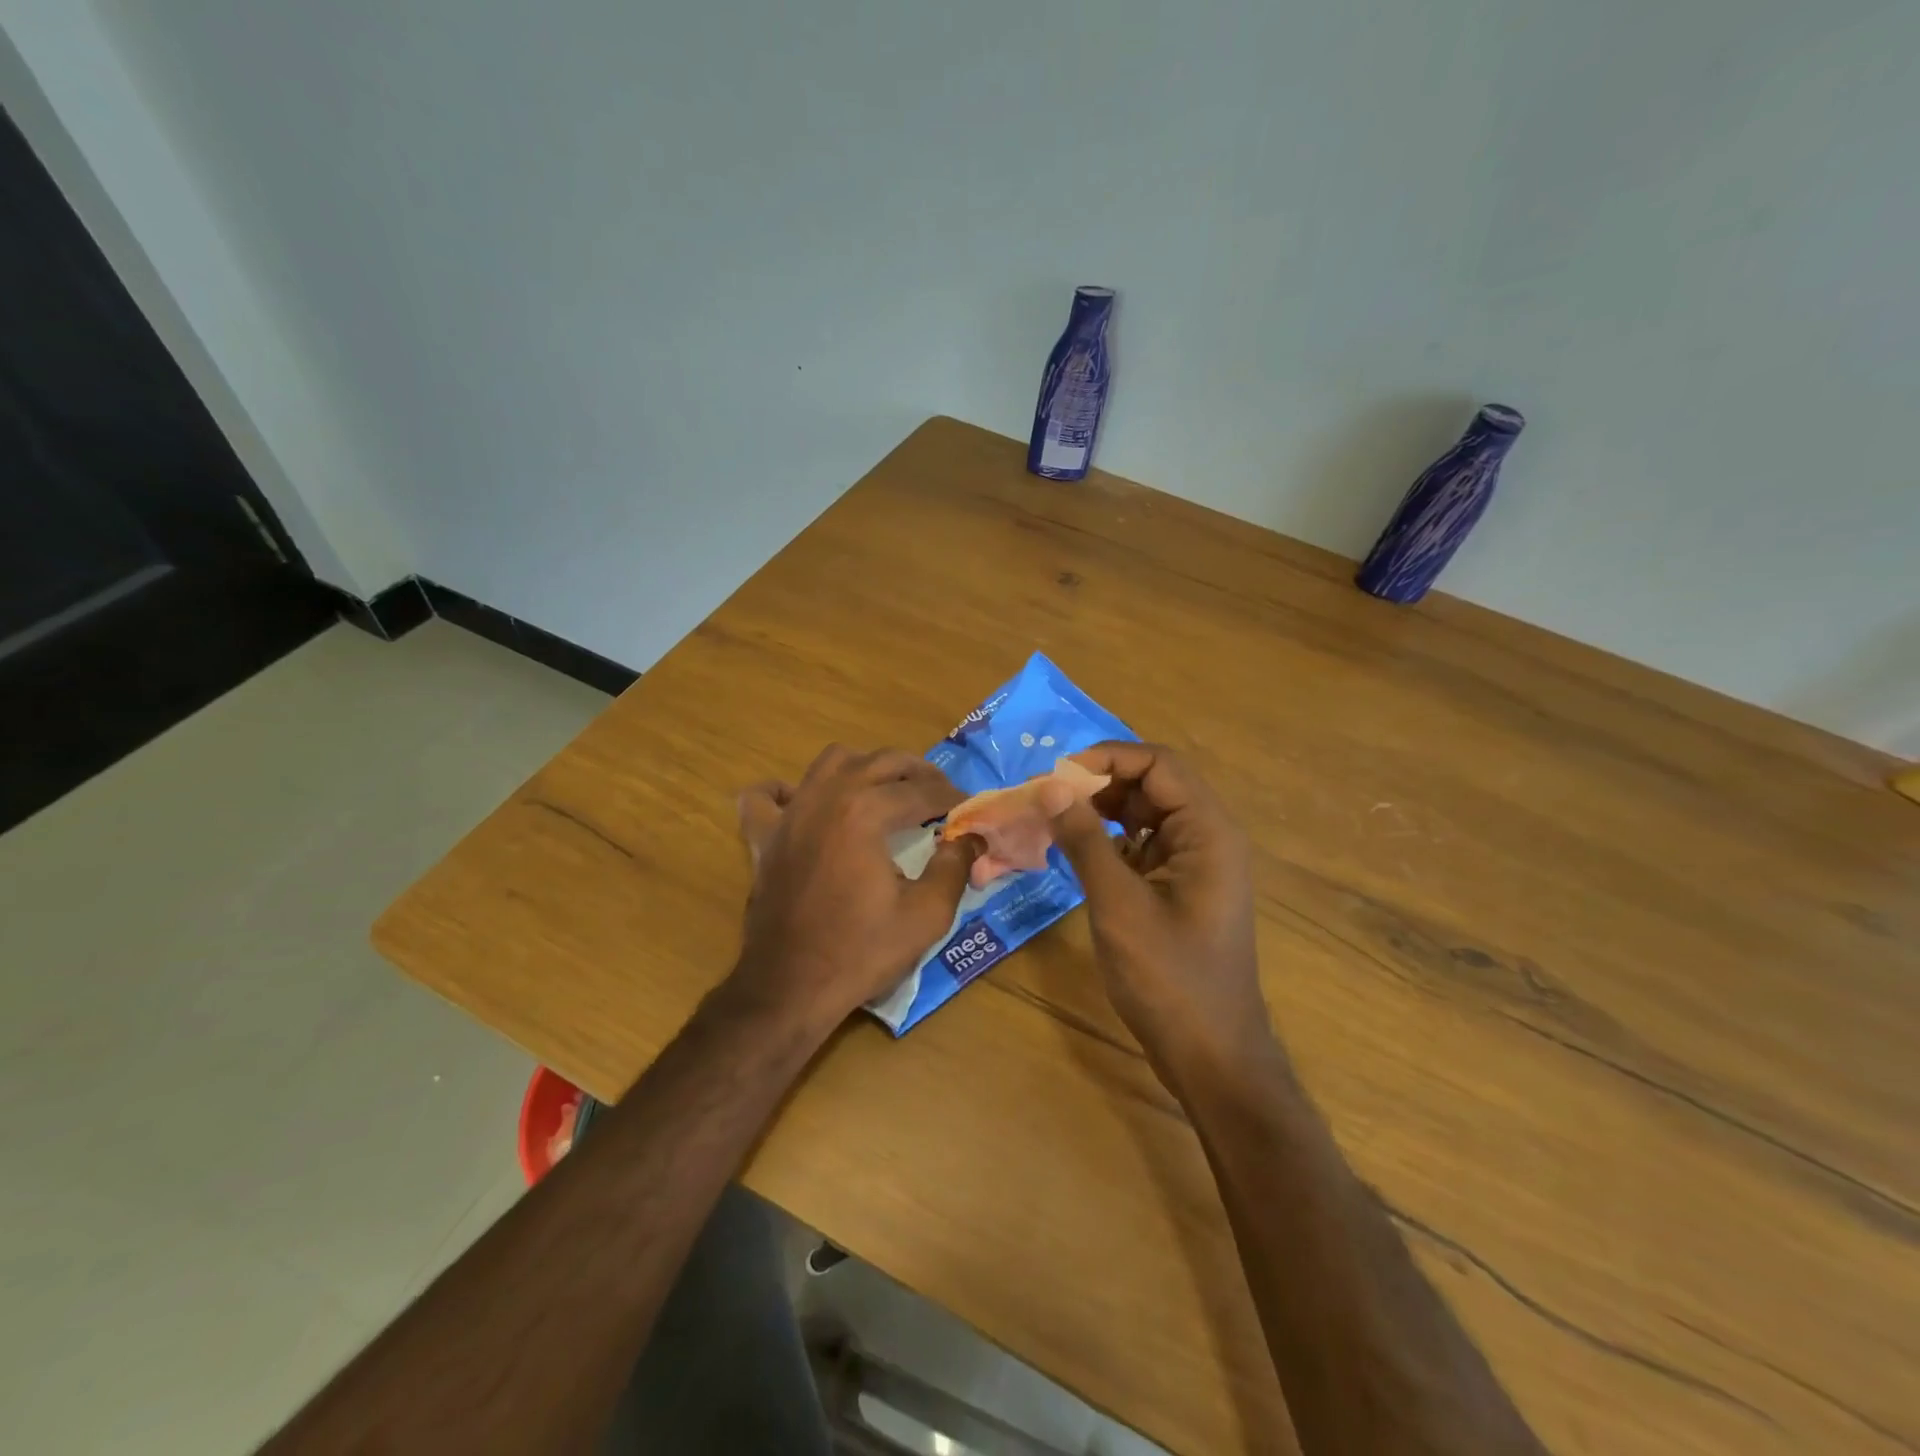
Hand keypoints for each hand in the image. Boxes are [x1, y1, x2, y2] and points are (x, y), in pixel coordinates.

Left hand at [732, 745, 977, 1031]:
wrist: (790, 988)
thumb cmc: (861, 952)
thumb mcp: (926, 915)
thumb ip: (954, 867)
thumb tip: (972, 838)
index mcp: (865, 812)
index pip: (920, 791)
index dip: (951, 798)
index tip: (969, 809)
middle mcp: (826, 798)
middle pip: (880, 762)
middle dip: (917, 772)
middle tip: (940, 794)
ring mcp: (790, 814)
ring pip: (830, 762)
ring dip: (864, 767)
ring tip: (885, 790)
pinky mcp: (764, 837)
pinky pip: (765, 796)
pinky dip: (785, 791)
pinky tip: (803, 800)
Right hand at [1047, 742, 1273, 1079]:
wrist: (1211, 1055)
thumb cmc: (1169, 979)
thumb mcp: (1118, 904)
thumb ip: (1085, 839)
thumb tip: (1050, 786)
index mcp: (1208, 831)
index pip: (1158, 764)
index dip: (1106, 759)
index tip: (1056, 776)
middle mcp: (1208, 837)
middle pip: (1153, 784)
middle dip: (1099, 784)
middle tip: (1048, 800)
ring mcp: (1196, 863)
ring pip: (1146, 814)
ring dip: (1102, 811)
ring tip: (1054, 821)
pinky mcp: (1181, 887)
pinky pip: (1144, 845)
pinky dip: (1111, 841)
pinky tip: (1077, 852)